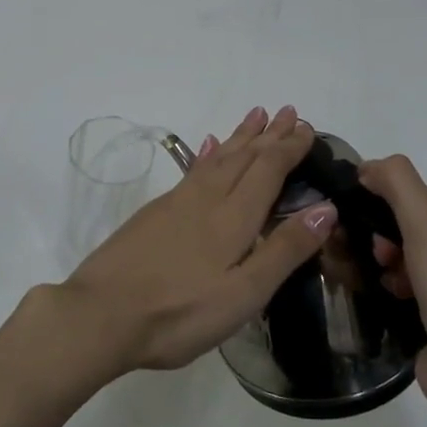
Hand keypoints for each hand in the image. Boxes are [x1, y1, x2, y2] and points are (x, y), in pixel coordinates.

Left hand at [50, 105, 337, 378]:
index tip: (306, 127)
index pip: (268, 170)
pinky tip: (206, 147)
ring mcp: (175, 203)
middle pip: (243, 156)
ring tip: (255, 115)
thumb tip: (325, 207)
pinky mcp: (153, 213)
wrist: (101, 315)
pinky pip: (191, 169)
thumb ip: (284, 250)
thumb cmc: (179, 313)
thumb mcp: (243, 293)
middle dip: (268, 134)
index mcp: (233, 218)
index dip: (289, 148)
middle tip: (287, 111)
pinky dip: (206, 153)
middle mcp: (206, 199)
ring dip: (239, 136)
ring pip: (216, 158)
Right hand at [357, 155, 426, 411]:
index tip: (374, 232)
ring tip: (382, 285)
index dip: (396, 215)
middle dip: (393, 245)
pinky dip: (401, 298)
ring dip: (393, 271)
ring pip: (421, 271)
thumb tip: (369, 166)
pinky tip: (387, 304)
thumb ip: (398, 184)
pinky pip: (422, 301)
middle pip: (424, 239)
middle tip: (377, 259)